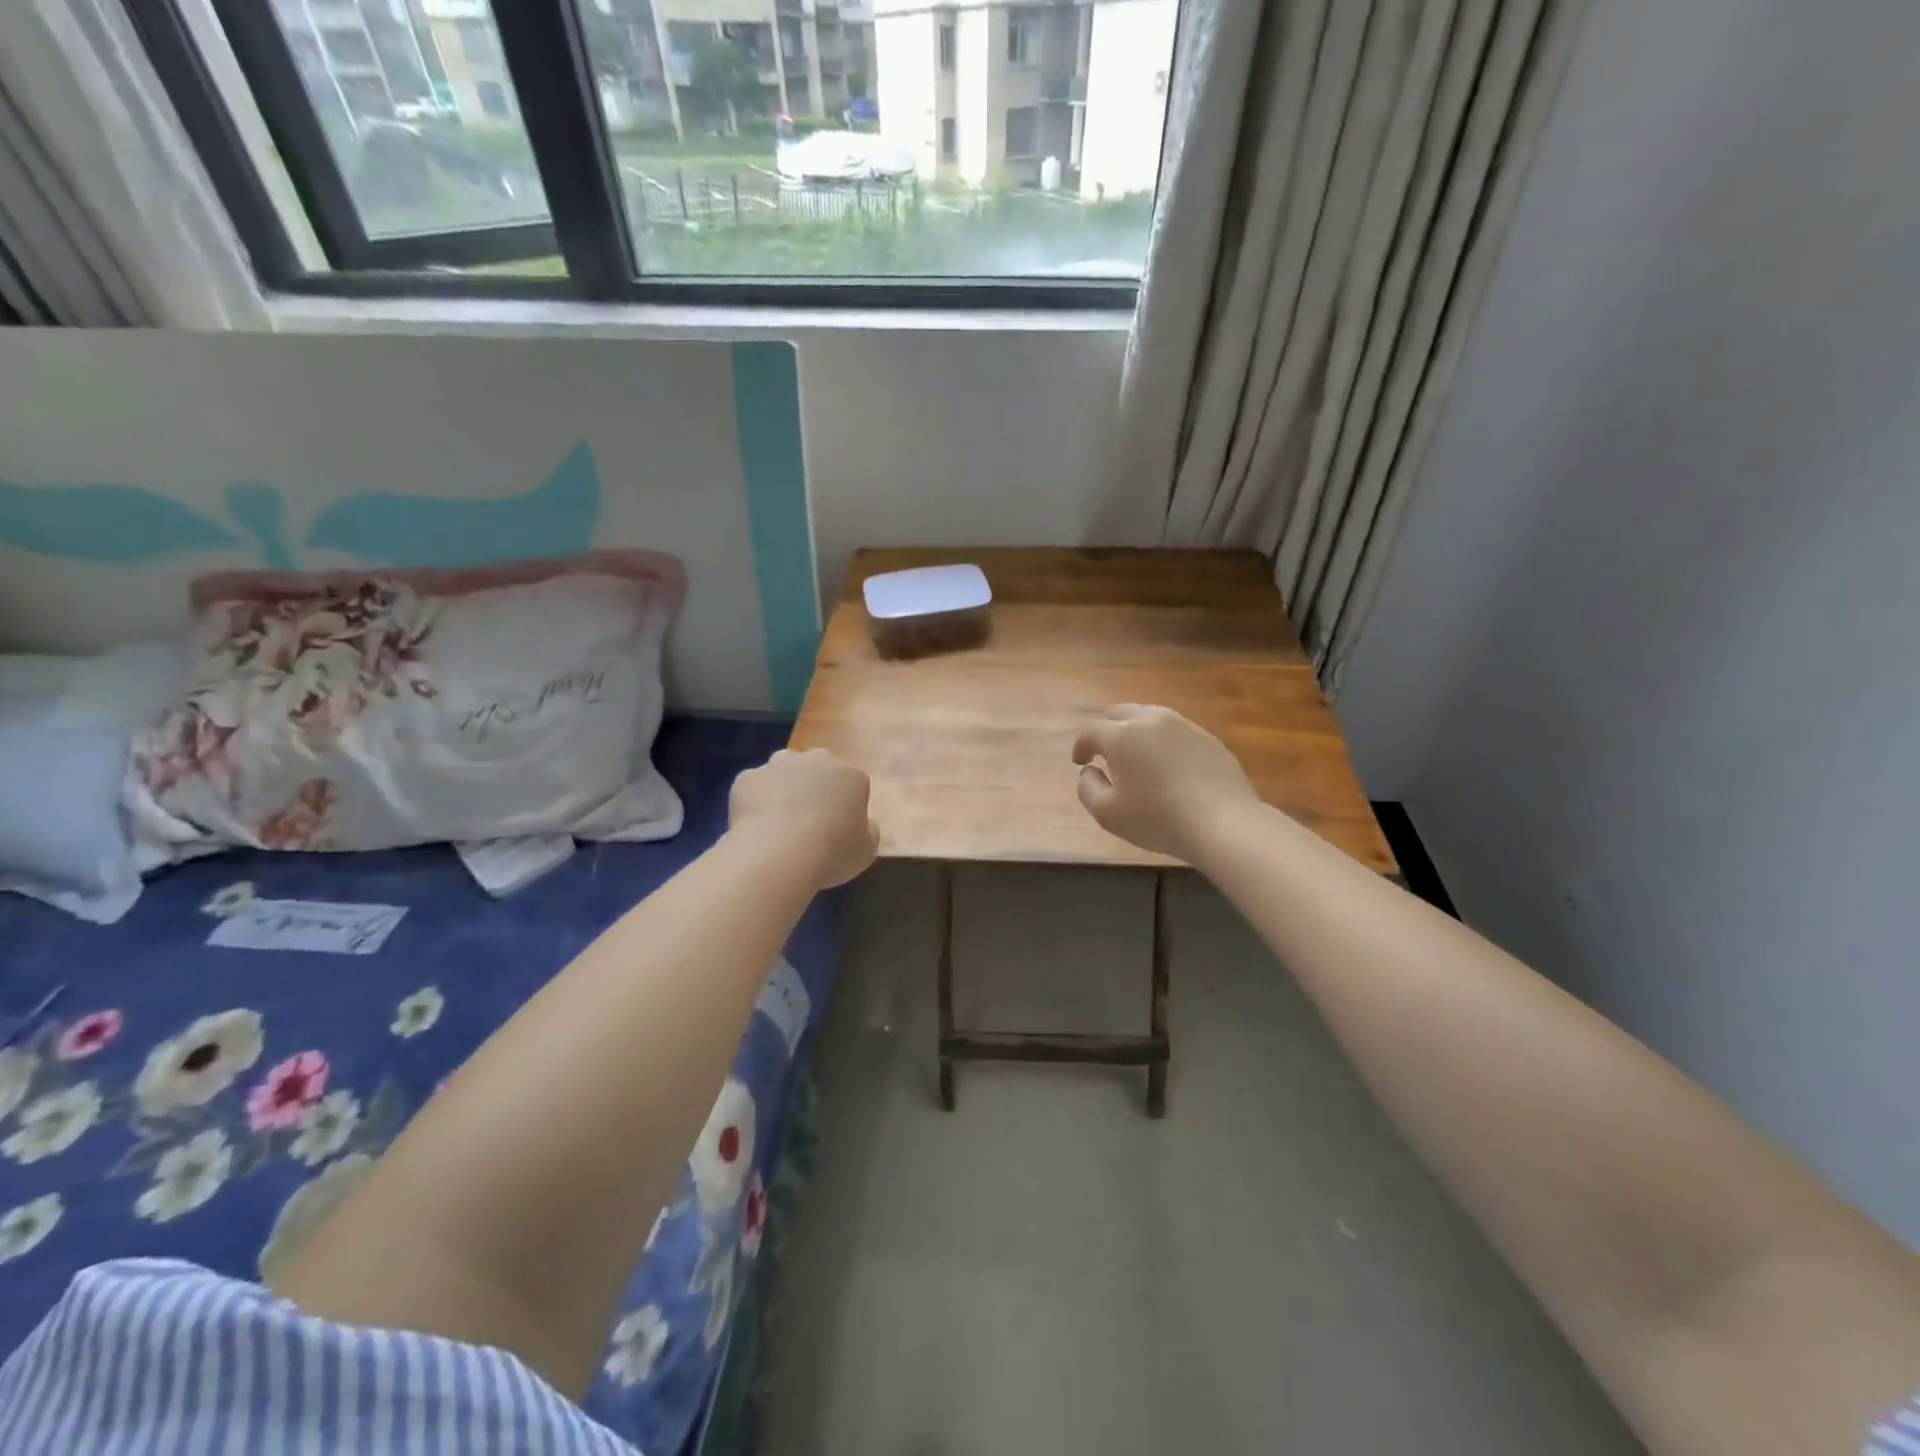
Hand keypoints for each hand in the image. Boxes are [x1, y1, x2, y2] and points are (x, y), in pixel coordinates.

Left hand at [729, 749, 878, 888]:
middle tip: (807, 821)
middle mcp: (817, 760)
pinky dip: (754, 801)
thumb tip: (862, 823)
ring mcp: (779, 765)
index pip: (852, 784)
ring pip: (783, 772)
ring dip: (783, 789)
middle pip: (817, 769)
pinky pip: (754, 787)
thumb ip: (867, 830)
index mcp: (851, 775)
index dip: (844, 806)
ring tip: (778, 823)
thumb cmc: (832, 852)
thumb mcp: (866, 849)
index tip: (837, 828)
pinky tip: (755, 826)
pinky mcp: (748, 777)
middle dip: (813, 788)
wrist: (779, 854)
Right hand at [1071, 705, 1257, 863]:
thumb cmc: (1157, 819)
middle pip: (1120, 713)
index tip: (1080, 762)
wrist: (1223, 823)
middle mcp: (1151, 721)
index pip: (1091, 731)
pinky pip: (1176, 732)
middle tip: (1105, 753)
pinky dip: (1164, 743)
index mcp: (1122, 735)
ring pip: (1151, 718)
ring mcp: (1184, 726)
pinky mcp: (1208, 739)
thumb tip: (1089, 771)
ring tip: (1138, 758)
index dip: (1081, 746)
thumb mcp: (1107, 814)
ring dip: (1137, 733)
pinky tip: (1169, 767)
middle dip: (1107, 730)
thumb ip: (1087, 788)